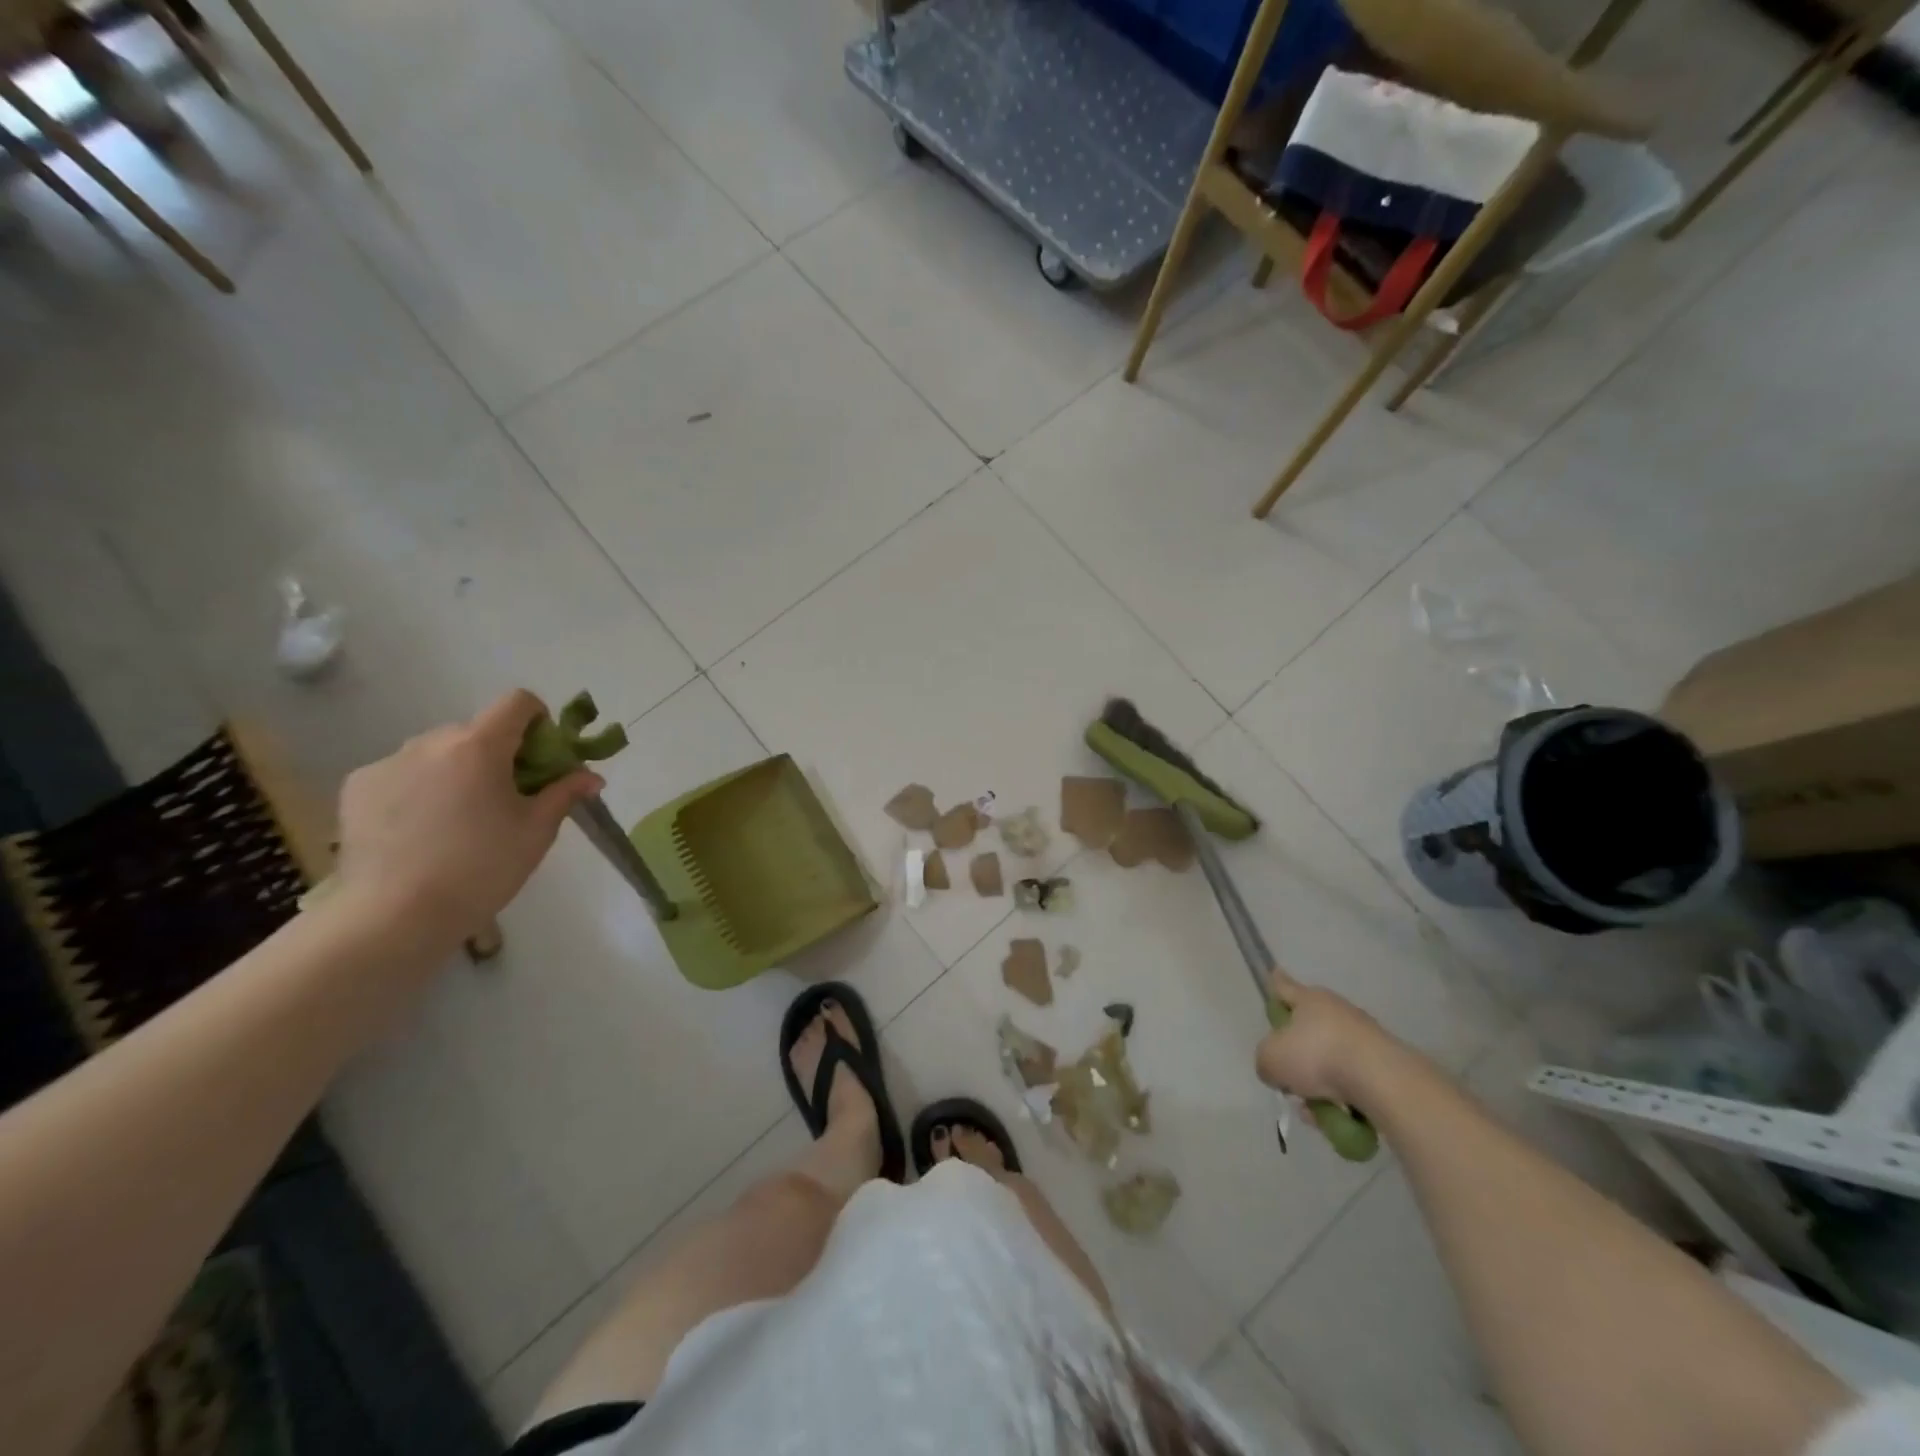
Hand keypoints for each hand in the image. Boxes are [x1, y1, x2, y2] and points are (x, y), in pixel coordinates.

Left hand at [332, 691, 602, 946]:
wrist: (394, 916)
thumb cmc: (481, 869)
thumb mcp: (536, 831)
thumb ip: (564, 793)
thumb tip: (591, 776)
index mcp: (479, 746)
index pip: (518, 702)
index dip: (539, 720)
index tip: (543, 758)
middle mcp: (431, 741)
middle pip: (478, 730)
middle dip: (498, 754)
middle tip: (506, 799)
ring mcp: (388, 762)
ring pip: (438, 753)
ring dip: (457, 771)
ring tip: (458, 821)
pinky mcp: (358, 787)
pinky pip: (402, 773)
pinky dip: (420, 789)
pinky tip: (421, 831)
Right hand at [1254, 967, 1395, 1107]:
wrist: (1381, 1081)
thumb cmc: (1317, 1057)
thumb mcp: (1271, 1059)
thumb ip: (1265, 1061)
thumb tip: (1277, 1069)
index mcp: (1309, 999)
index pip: (1285, 987)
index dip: (1275, 983)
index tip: (1273, 974)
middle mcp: (1338, 1011)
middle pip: (1308, 1031)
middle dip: (1297, 1057)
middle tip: (1289, 1081)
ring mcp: (1365, 1037)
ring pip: (1329, 1061)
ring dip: (1319, 1084)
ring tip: (1315, 1110)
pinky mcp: (1384, 1064)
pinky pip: (1352, 1081)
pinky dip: (1342, 1097)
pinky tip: (1338, 1116)